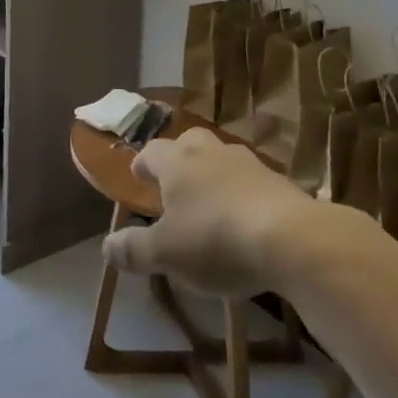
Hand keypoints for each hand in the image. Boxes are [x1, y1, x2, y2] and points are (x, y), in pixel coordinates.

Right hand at [103, 128, 318, 295]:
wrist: (291, 238)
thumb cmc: (215, 239)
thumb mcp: (166, 254)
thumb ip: (134, 250)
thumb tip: (106, 247)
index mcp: (176, 162)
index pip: (151, 152)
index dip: (142, 164)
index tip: (138, 175)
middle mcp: (209, 152)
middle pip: (189, 143)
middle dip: (179, 158)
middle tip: (175, 182)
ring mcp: (248, 163)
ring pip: (222, 160)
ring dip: (213, 175)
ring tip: (210, 203)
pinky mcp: (279, 182)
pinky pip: (251, 182)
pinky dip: (243, 194)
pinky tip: (245, 219)